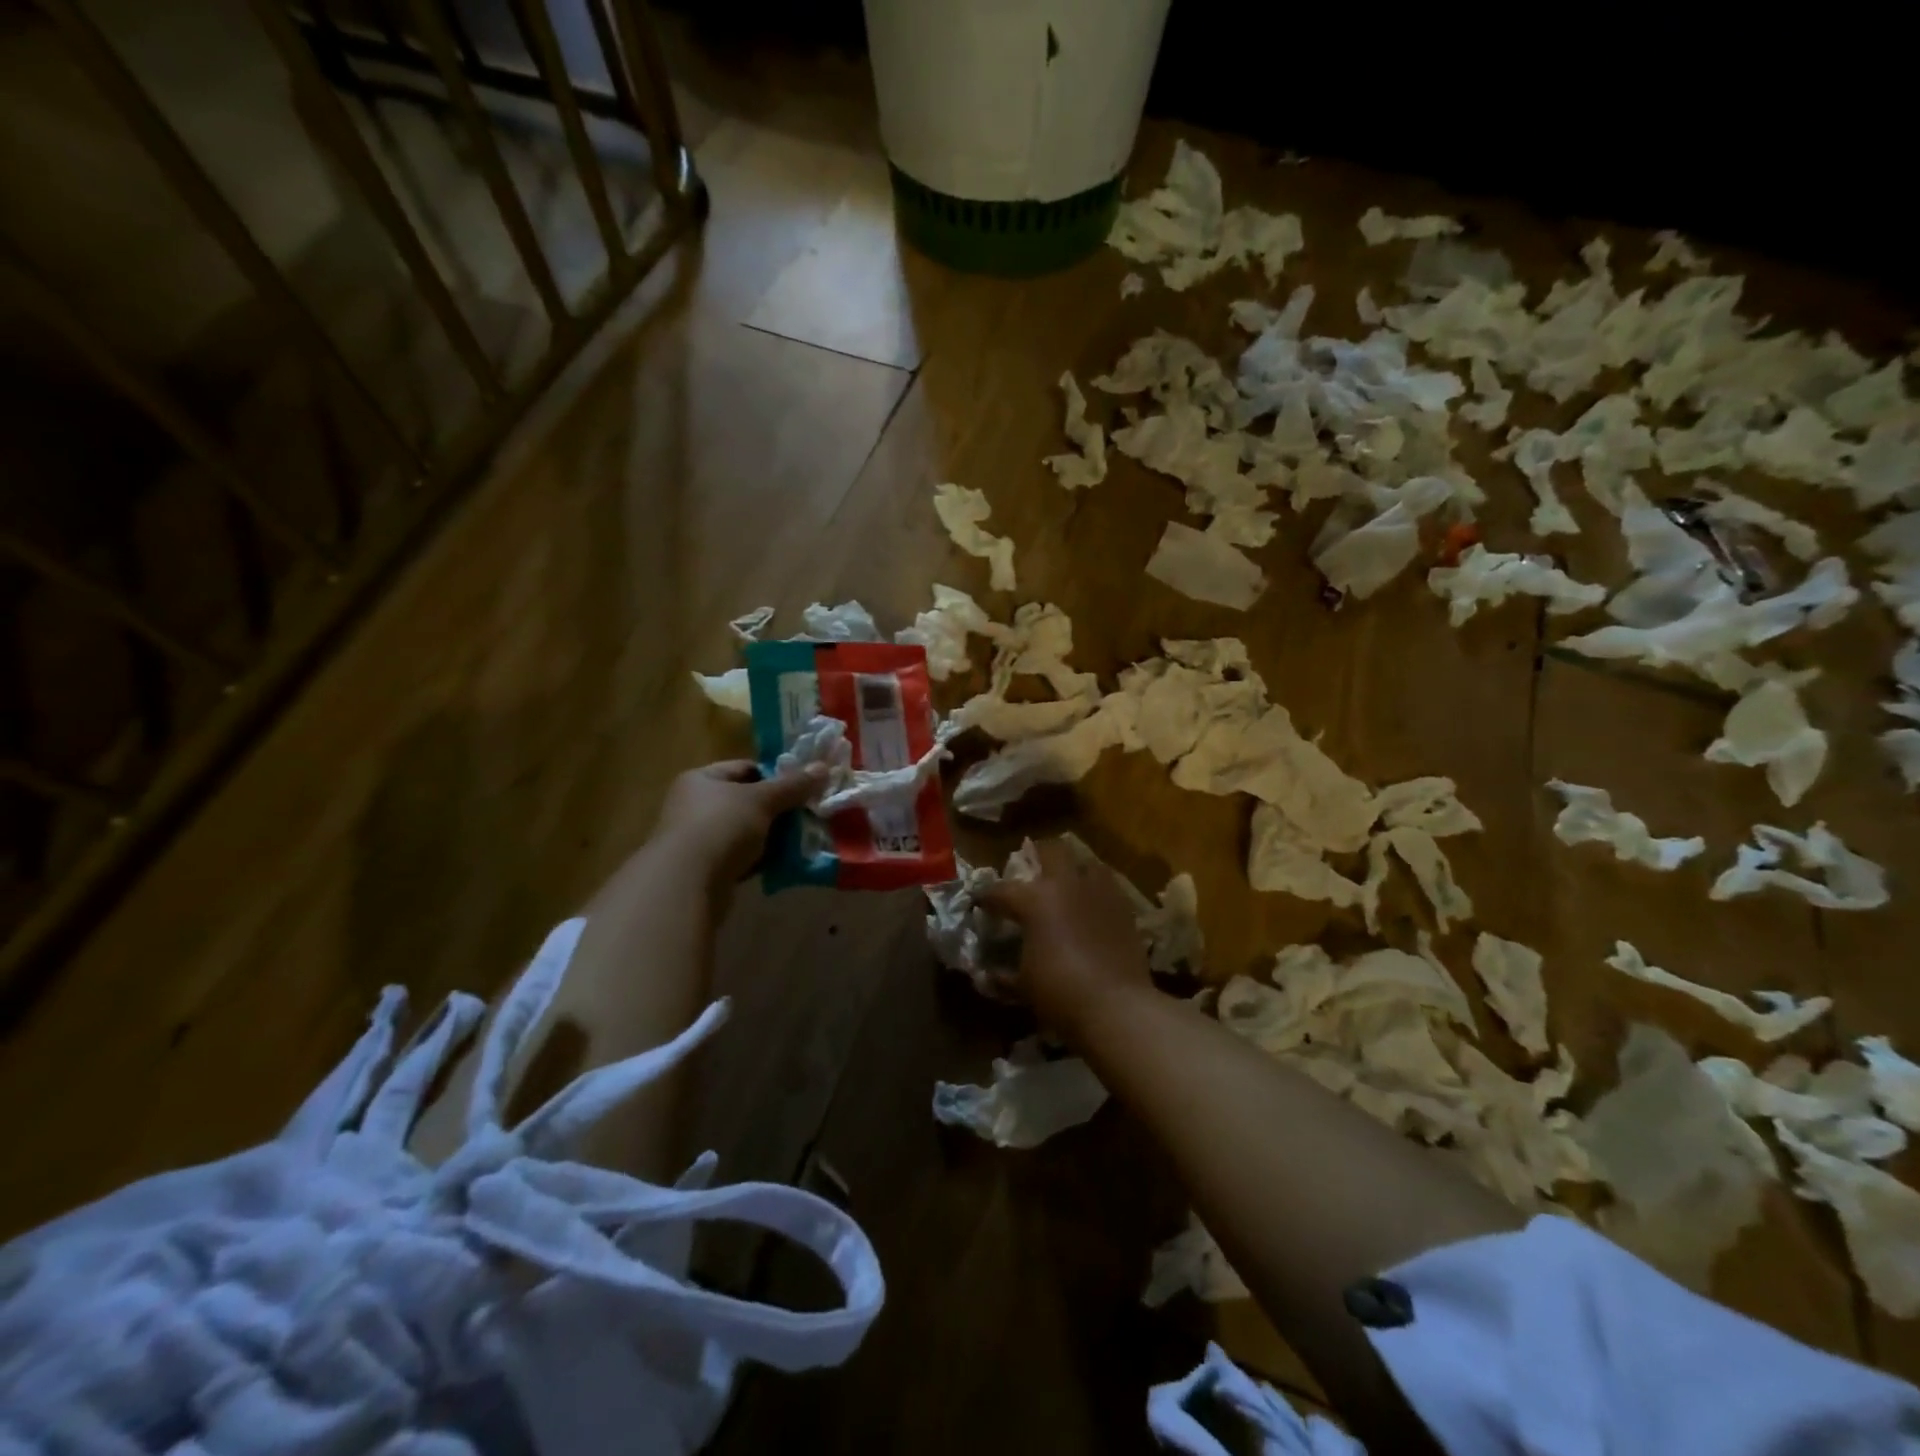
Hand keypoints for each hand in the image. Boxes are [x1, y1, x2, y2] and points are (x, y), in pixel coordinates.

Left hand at [653, 760, 822, 886]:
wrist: (686, 884)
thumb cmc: (721, 827)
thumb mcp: (762, 800)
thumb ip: (793, 785)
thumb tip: (823, 767)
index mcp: (701, 780)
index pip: (744, 768)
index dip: (775, 775)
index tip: (802, 787)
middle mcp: (694, 805)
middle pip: (746, 800)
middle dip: (777, 809)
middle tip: (807, 814)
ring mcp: (698, 838)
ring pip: (745, 831)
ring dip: (771, 836)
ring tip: (801, 839)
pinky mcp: (705, 869)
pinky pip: (740, 857)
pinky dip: (760, 858)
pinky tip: (782, 863)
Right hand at [978, 838, 1153, 1047]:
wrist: (1116, 1006)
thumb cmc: (1060, 992)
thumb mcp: (1023, 986)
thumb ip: (1003, 976)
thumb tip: (988, 975)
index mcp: (1034, 899)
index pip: (1001, 890)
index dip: (987, 897)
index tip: (981, 902)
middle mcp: (1066, 884)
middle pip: (1051, 850)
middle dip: (1037, 855)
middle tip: (1031, 871)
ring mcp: (1100, 892)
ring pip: (1086, 862)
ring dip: (1074, 870)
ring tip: (1067, 886)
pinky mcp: (1125, 907)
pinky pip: (1108, 887)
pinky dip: (1096, 892)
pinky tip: (1092, 909)